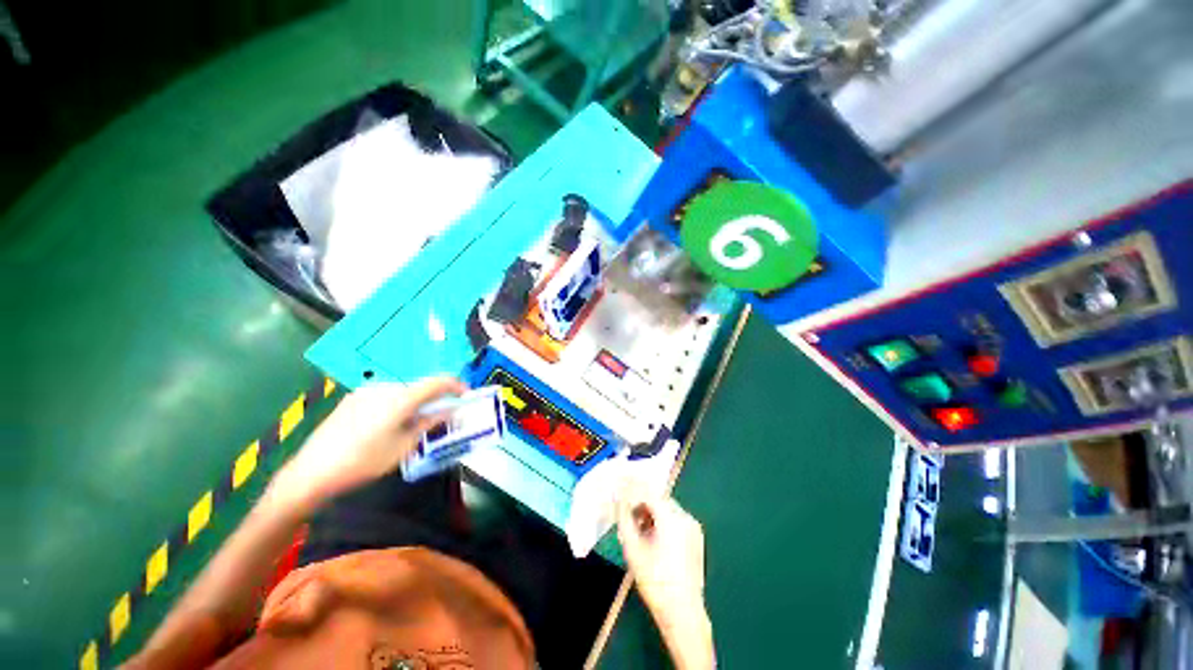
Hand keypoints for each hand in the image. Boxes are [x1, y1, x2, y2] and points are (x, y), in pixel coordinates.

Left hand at [267, 377, 466, 512]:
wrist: (312, 472)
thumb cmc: (364, 462)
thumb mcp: (404, 446)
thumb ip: (430, 423)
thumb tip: (450, 410)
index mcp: (401, 398)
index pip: (438, 382)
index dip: (456, 385)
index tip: (465, 395)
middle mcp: (385, 388)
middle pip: (419, 387)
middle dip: (434, 399)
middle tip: (439, 417)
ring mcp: (366, 391)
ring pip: (402, 392)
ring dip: (414, 403)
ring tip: (411, 425)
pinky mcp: (353, 398)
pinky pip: (385, 396)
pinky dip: (396, 405)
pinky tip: (387, 425)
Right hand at [616, 484, 706, 626]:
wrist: (682, 612)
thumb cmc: (654, 580)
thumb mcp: (632, 547)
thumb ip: (624, 517)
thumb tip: (617, 497)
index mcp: (671, 518)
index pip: (648, 491)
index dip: (632, 486)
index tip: (618, 482)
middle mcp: (685, 516)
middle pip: (658, 499)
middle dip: (640, 501)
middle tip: (625, 511)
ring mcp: (693, 527)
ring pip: (666, 508)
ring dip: (650, 511)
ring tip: (637, 527)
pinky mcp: (696, 537)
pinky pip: (675, 519)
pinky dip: (661, 520)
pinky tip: (651, 536)